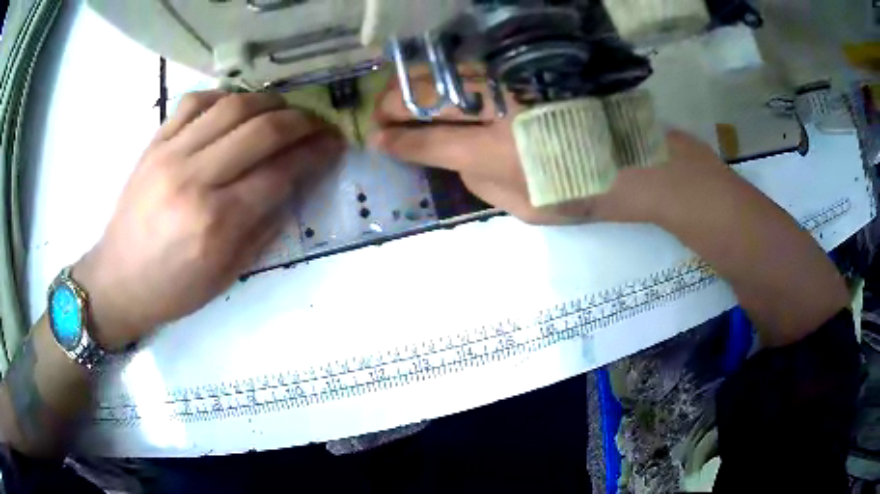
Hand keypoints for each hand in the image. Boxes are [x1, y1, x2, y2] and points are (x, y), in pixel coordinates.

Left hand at [73, 91, 342, 349]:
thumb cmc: (173, 289)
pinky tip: (235, 107)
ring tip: (283, 111)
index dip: (316, 154)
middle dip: (302, 122)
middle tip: (318, 124)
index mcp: (216, 223)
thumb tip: (294, 184)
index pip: (281, 173)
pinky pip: (195, 101)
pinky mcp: (154, 143)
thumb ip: (264, 226)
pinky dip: (224, 96)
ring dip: (269, 102)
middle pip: (262, 130)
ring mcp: (171, 154)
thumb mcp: (227, 274)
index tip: (335, 145)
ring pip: (232, 106)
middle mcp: (195, 179)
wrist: (118, 280)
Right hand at [371, 75, 735, 226]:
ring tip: (397, 97)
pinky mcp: (528, 69)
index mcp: (495, 154)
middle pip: (426, 99)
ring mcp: (513, 82)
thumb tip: (453, 159)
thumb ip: (480, 185)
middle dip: (392, 108)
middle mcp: (497, 110)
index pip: (427, 143)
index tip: (375, 142)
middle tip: (379, 119)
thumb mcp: (525, 210)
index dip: (395, 143)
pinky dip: (445, 72)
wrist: (634, 161)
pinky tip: (434, 80)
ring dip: (412, 85)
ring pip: (445, 73)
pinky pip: (474, 64)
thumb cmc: (583, 193)